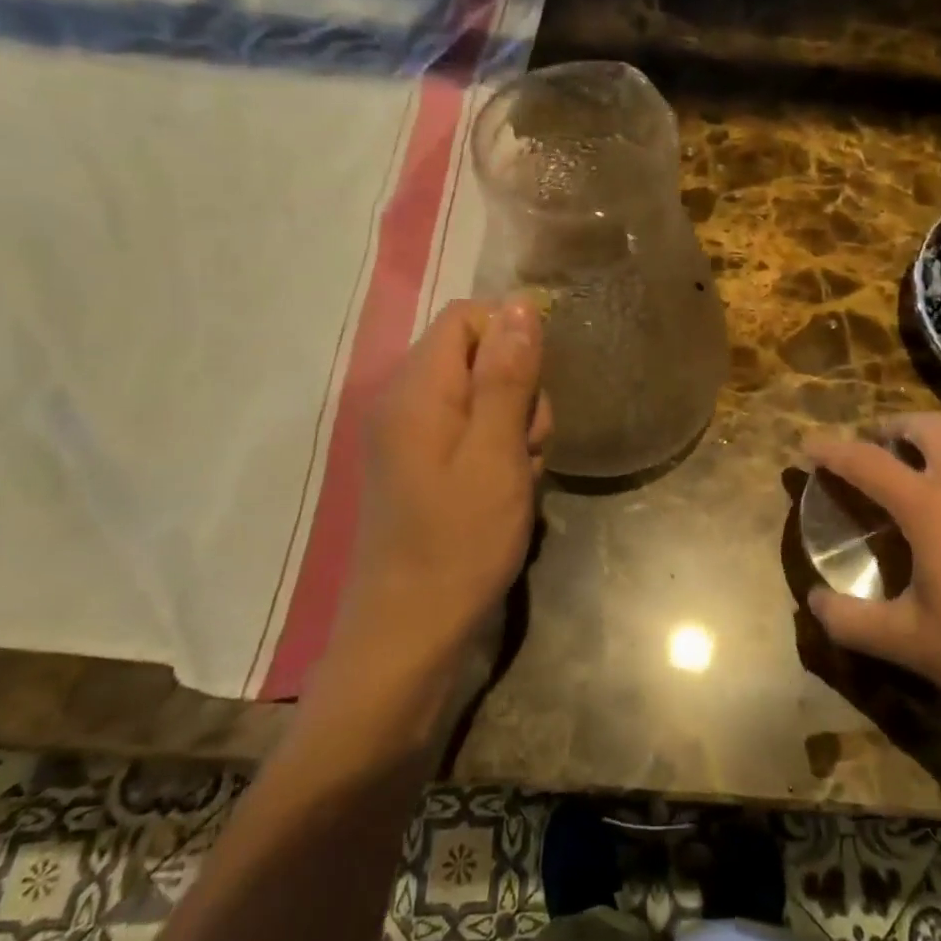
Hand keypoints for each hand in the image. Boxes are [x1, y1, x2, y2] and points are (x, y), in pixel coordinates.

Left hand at [329, 297, 550, 682]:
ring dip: (513, 426)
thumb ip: (506, 376)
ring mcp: (411, 436)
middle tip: (528, 447)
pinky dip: (497, 451)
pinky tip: (505, 492)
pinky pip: (470, 432)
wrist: (409, 636)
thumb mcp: (496, 454)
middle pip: (476, 356)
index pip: (467, 318)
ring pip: (481, 396)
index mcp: (417, 389)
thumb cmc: (458, 543)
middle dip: (517, 391)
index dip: (511, 337)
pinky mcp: (421, 465)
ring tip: (518, 477)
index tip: (535, 388)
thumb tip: (518, 304)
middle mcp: (405, 401)